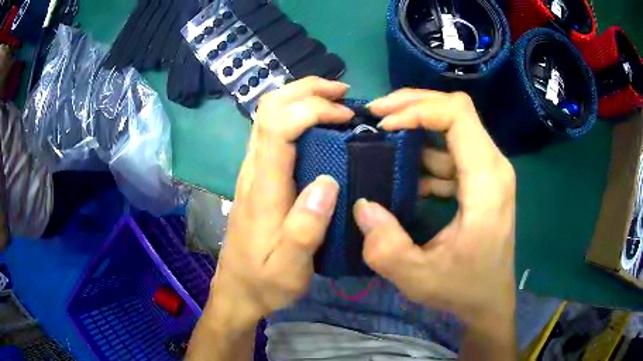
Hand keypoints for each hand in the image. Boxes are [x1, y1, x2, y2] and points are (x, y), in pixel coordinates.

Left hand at [209, 77, 353, 326]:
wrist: (238, 289)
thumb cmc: (265, 280)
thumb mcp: (290, 268)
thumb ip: (305, 229)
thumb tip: (328, 182)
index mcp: (263, 189)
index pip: (278, 127)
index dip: (311, 109)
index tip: (345, 116)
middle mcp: (253, 170)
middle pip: (268, 109)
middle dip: (305, 89)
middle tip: (342, 92)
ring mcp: (253, 170)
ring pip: (268, 115)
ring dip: (301, 97)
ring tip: (336, 101)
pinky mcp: (257, 176)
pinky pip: (273, 131)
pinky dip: (297, 114)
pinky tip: (319, 123)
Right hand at [357, 89, 516, 330]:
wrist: (491, 300)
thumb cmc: (463, 289)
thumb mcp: (418, 278)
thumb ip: (385, 246)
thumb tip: (362, 205)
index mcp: (486, 182)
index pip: (457, 115)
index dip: (418, 109)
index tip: (384, 125)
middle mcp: (493, 166)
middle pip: (456, 110)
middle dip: (413, 105)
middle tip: (376, 115)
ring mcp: (489, 172)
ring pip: (454, 126)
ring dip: (417, 125)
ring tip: (382, 137)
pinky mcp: (482, 180)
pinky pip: (453, 150)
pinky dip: (426, 151)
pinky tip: (406, 174)